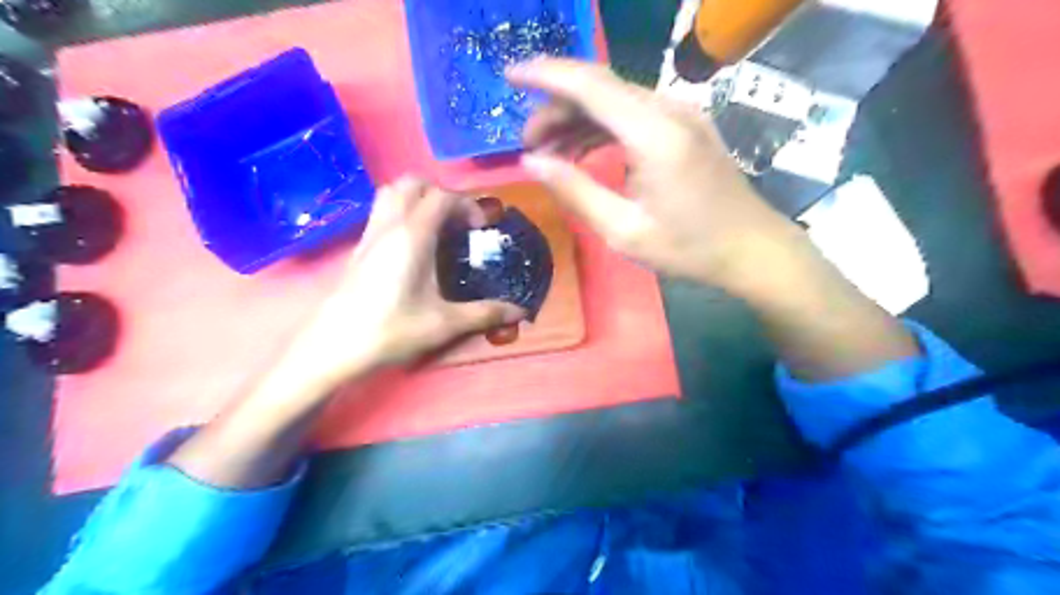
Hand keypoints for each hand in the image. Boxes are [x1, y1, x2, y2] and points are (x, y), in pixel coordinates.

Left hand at [285, 175, 524, 384]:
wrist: (332, 348)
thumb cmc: (390, 330)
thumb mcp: (443, 324)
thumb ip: (485, 314)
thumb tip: (521, 312)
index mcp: (413, 236)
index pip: (441, 196)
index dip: (466, 204)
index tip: (480, 229)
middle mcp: (389, 226)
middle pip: (413, 183)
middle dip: (441, 194)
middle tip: (458, 223)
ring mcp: (369, 235)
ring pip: (391, 193)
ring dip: (417, 199)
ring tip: (436, 228)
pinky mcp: (358, 248)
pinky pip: (381, 213)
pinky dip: (401, 214)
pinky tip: (413, 248)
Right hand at [510, 57, 808, 293]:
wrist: (751, 248)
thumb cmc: (689, 247)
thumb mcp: (624, 230)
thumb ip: (575, 190)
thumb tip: (531, 162)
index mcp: (654, 134)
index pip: (590, 85)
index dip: (545, 75)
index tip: (509, 76)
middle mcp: (669, 111)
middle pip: (600, 87)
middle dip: (556, 107)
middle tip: (529, 144)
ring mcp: (682, 114)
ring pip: (615, 99)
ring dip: (577, 118)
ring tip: (549, 152)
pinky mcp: (685, 126)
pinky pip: (633, 113)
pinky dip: (602, 126)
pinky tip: (583, 151)